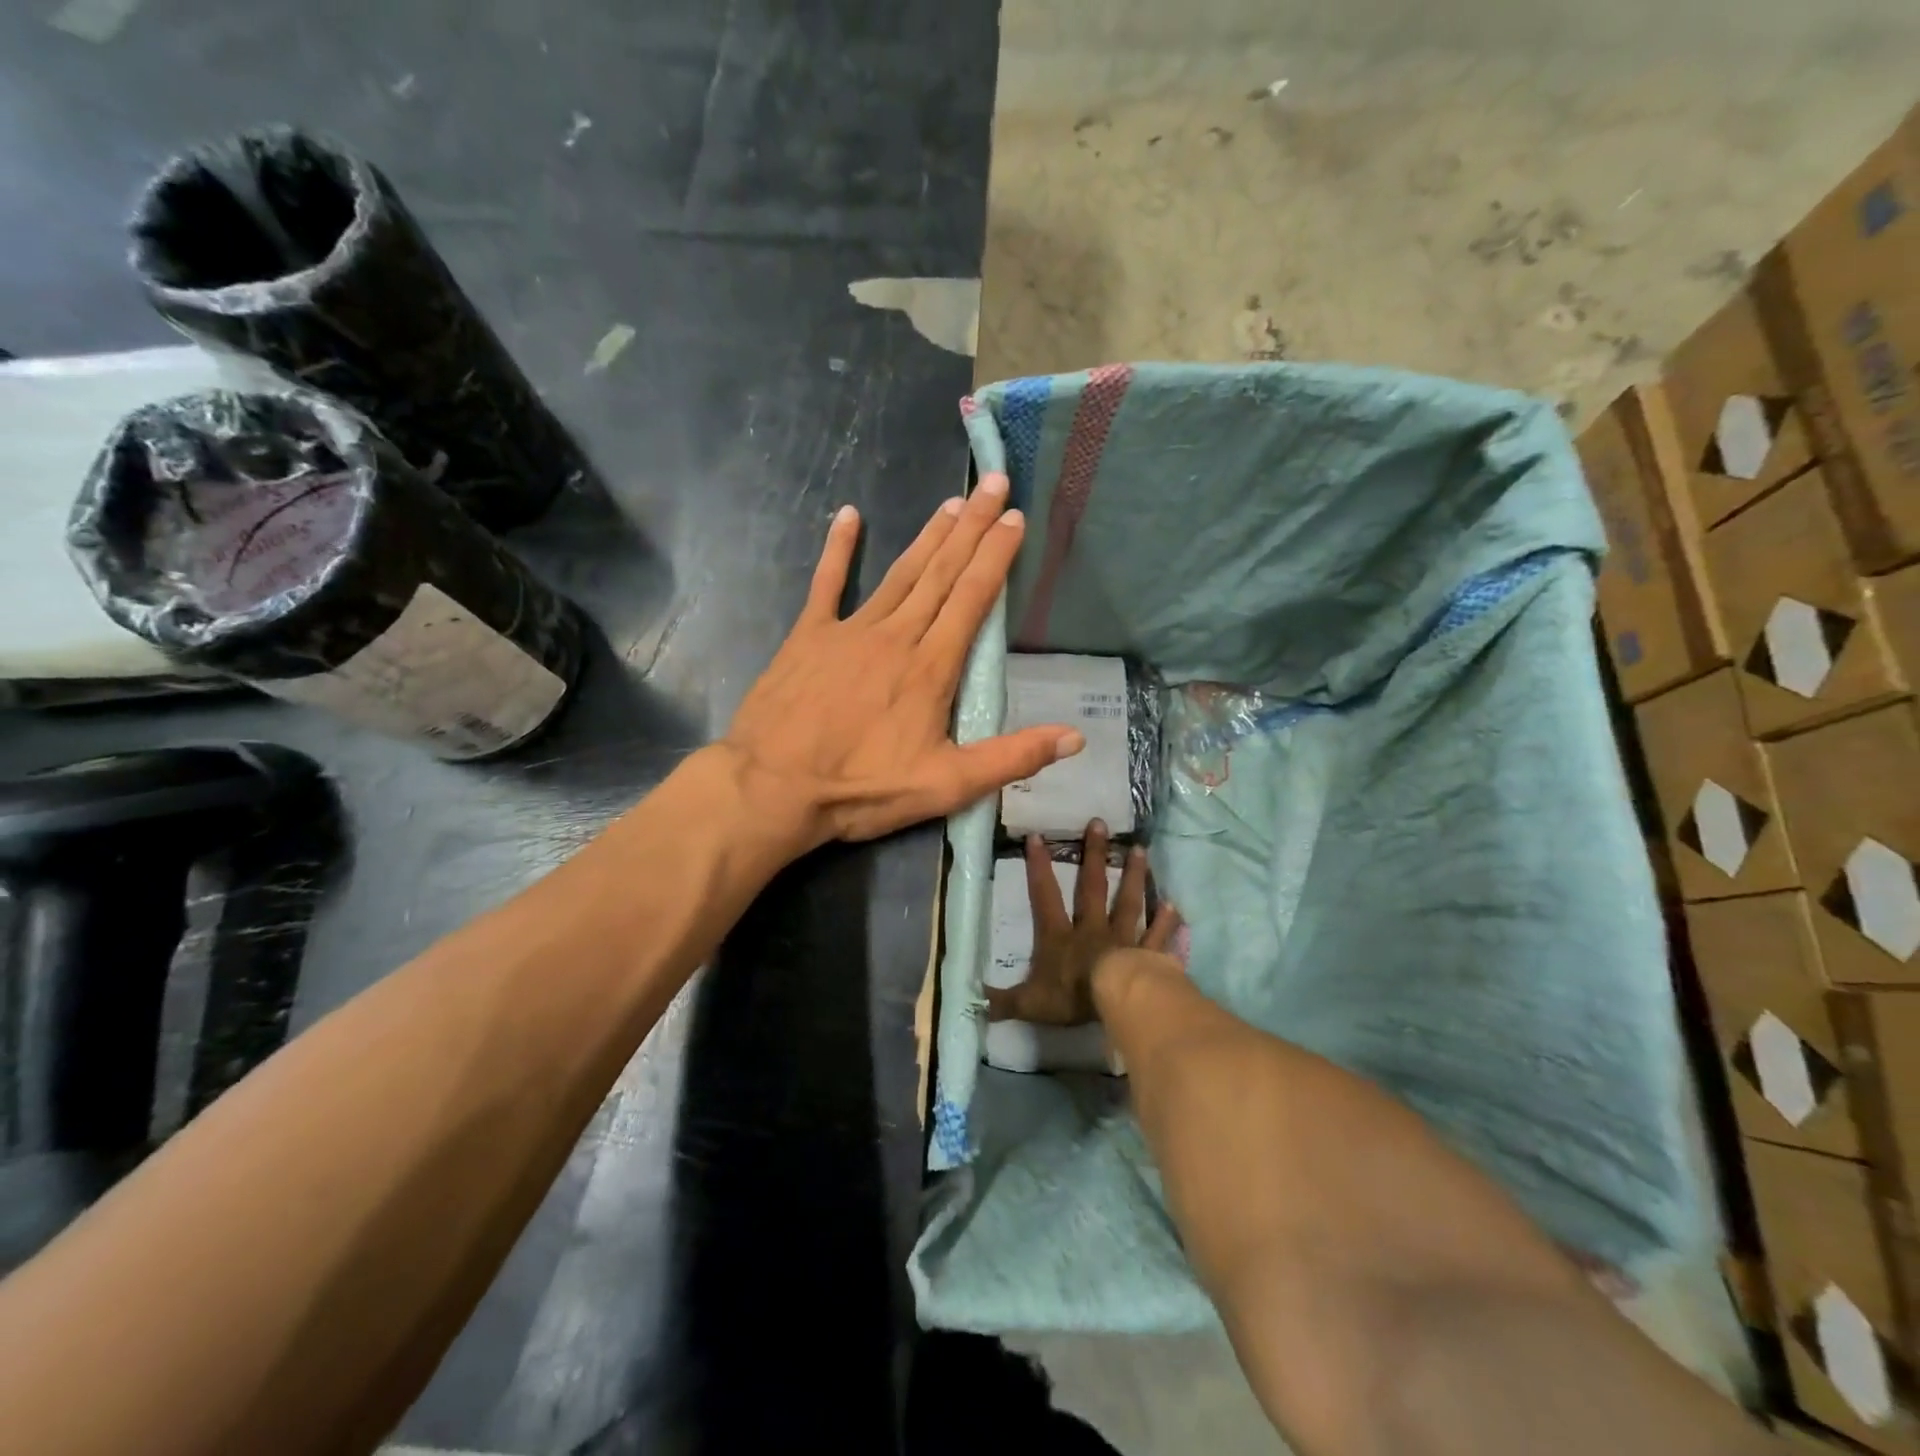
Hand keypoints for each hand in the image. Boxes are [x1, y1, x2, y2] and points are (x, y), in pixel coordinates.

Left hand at [724, 474, 1085, 849]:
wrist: (773, 787)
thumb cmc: (862, 789)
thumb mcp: (947, 786)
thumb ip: (1012, 758)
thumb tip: (1074, 737)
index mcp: (931, 668)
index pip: (972, 599)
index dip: (995, 557)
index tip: (1014, 518)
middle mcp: (895, 636)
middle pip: (941, 573)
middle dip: (971, 527)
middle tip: (992, 484)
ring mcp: (849, 631)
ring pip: (898, 574)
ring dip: (927, 536)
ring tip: (951, 503)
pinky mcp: (807, 637)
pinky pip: (826, 584)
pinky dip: (838, 550)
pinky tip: (847, 516)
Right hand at [987, 819, 1180, 1025]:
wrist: (1118, 1000)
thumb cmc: (1073, 997)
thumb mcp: (1030, 1003)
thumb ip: (1004, 1001)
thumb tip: (975, 1001)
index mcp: (1060, 937)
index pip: (1045, 897)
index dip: (1039, 868)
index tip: (1037, 837)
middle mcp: (1092, 929)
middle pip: (1092, 888)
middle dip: (1094, 855)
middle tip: (1099, 824)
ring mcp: (1123, 939)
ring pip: (1128, 902)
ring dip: (1133, 876)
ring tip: (1140, 850)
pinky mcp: (1149, 955)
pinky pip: (1158, 937)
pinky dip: (1166, 922)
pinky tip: (1174, 904)